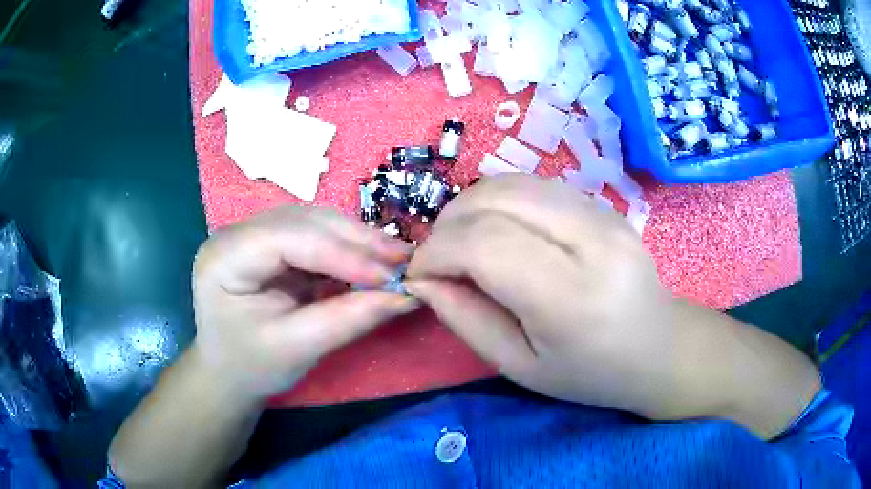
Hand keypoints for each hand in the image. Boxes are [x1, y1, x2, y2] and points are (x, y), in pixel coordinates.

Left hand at [191, 206, 416, 401]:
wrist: (229, 373)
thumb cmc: (252, 367)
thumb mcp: (297, 349)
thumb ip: (349, 319)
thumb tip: (407, 296)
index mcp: (225, 257)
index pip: (288, 239)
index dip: (341, 253)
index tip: (390, 275)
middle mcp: (236, 234)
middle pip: (303, 221)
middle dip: (356, 240)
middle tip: (405, 259)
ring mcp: (254, 235)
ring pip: (314, 222)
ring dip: (356, 239)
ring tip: (395, 258)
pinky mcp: (271, 244)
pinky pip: (315, 236)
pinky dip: (347, 248)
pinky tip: (372, 260)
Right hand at [405, 175, 818, 436]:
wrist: (660, 349)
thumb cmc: (591, 374)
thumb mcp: (519, 366)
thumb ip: (464, 318)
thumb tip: (422, 278)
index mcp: (572, 297)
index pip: (485, 243)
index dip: (436, 251)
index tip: (419, 273)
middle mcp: (593, 240)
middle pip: (496, 197)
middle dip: (448, 222)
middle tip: (438, 257)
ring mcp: (604, 213)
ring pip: (513, 182)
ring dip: (472, 207)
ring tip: (463, 244)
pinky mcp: (604, 204)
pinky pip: (535, 186)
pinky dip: (501, 202)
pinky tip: (500, 232)